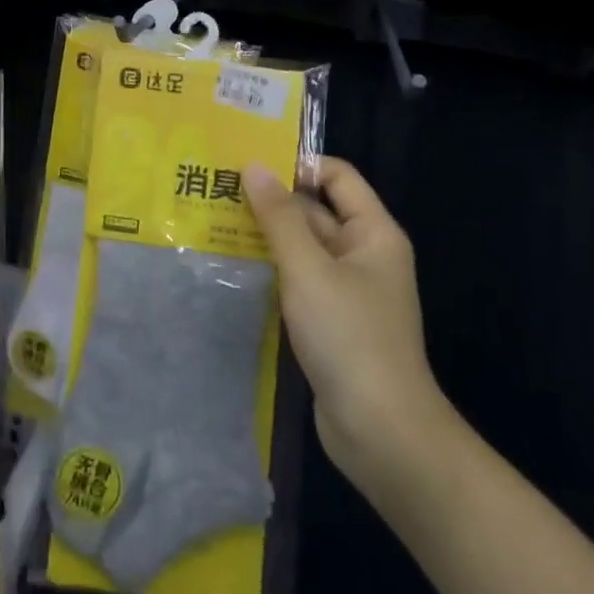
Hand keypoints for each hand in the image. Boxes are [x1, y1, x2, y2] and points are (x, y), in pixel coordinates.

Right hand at [243, 158, 458, 505]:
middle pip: (315, 210)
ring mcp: (346, 289)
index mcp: (372, 233)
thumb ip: (279, 216)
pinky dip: (270, 268)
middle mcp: (363, 254)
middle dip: (271, 199)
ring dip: (264, 234)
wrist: (381, 431)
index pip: (336, 176)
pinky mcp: (329, 320)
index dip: (297, 163)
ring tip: (212, 219)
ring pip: (302, 247)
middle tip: (216, 187)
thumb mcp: (308, 268)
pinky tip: (230, 265)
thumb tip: (254, 166)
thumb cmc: (349, 336)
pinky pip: (297, 279)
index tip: (247, 161)